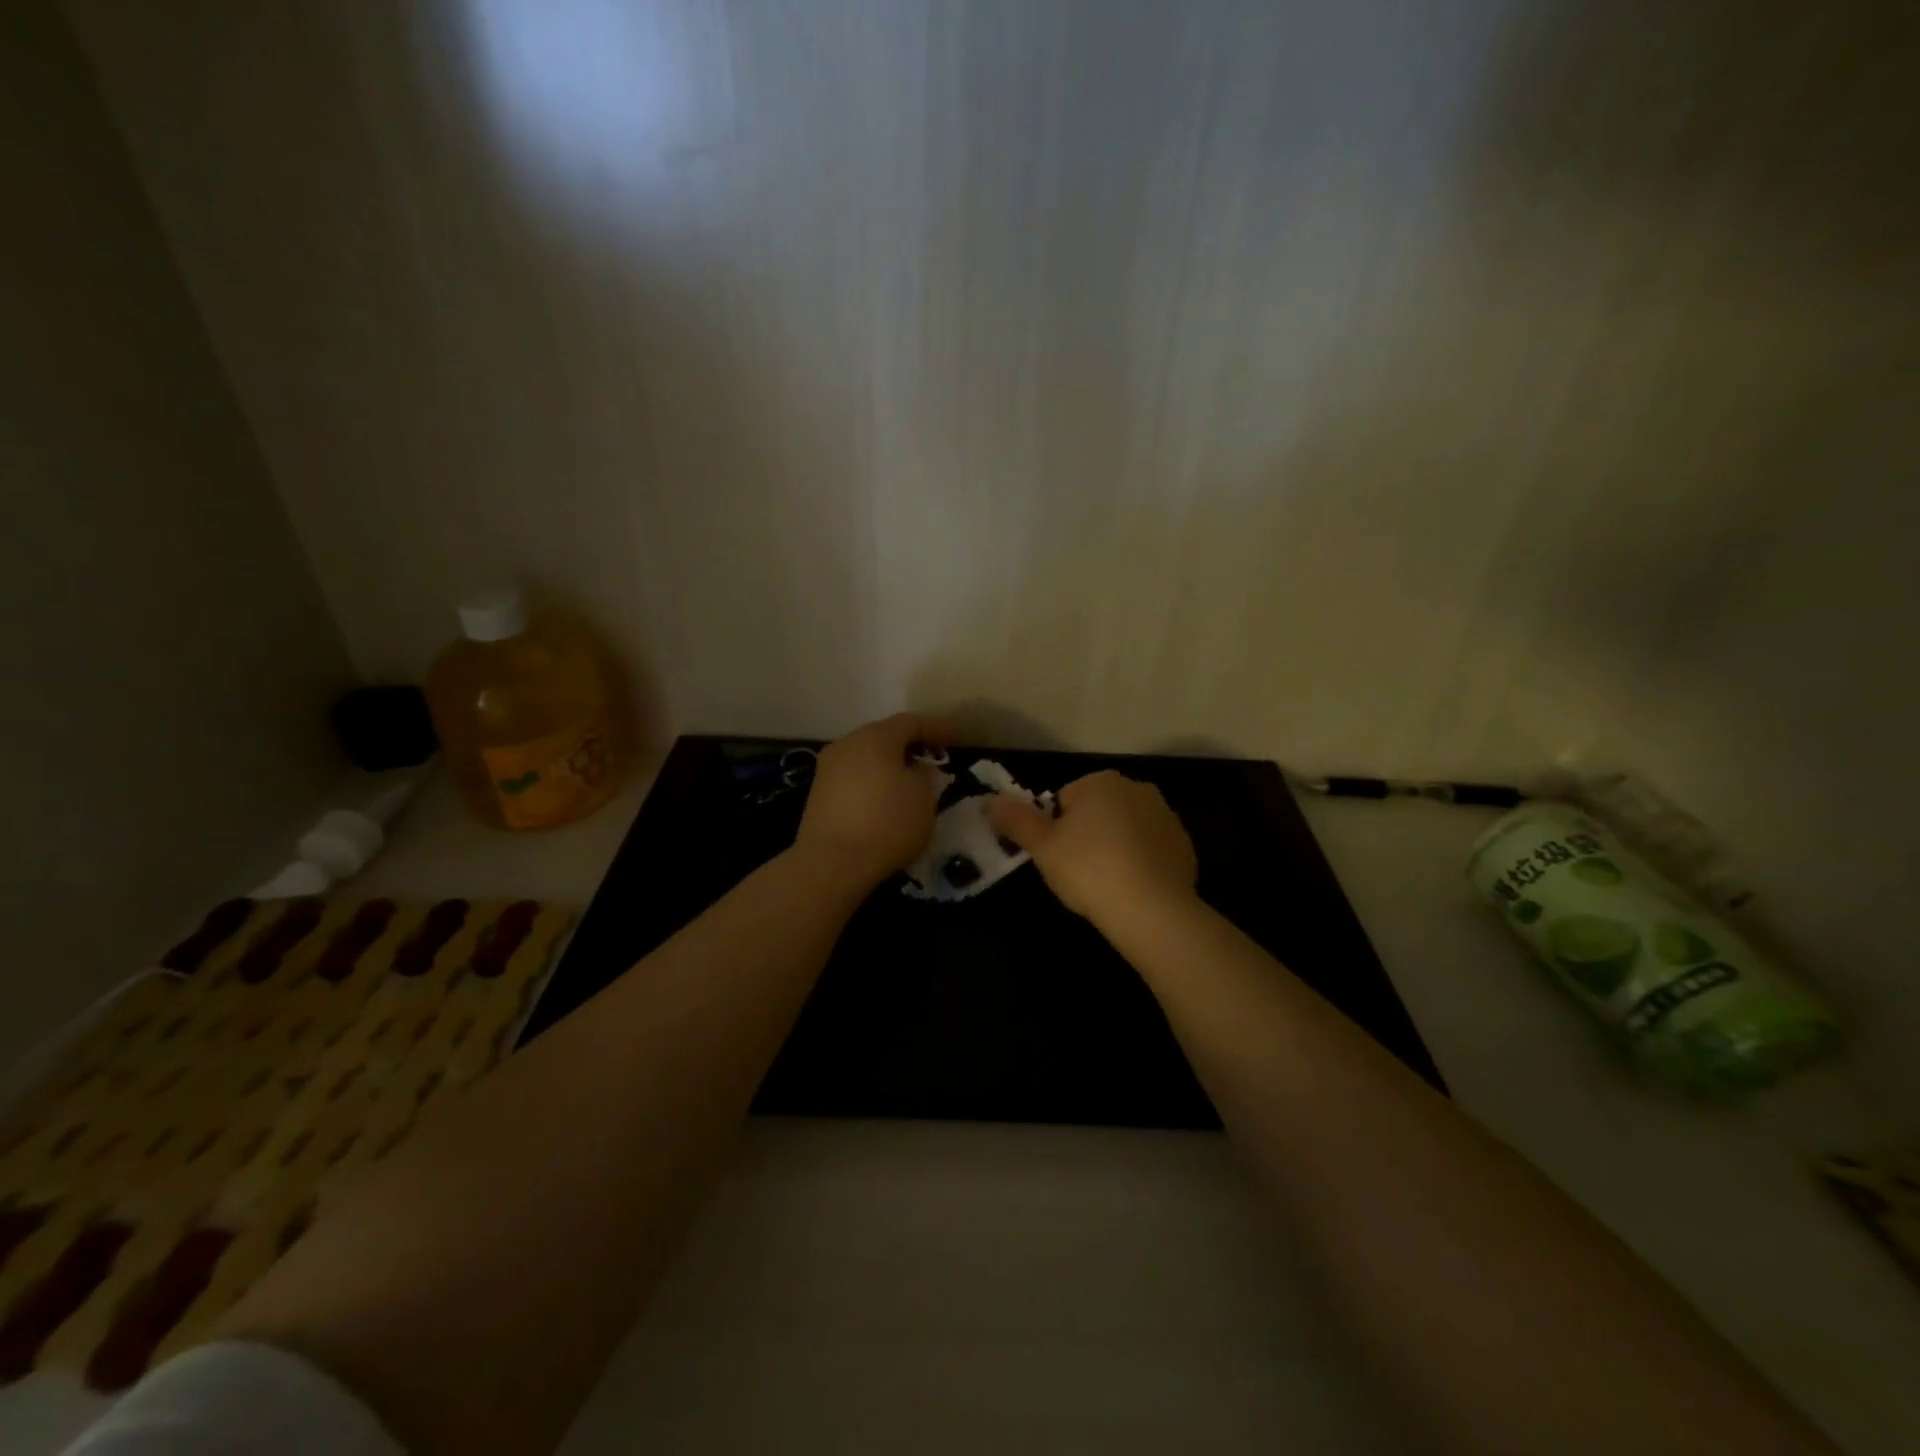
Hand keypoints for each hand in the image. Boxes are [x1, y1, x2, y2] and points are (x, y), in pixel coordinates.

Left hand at [795, 713, 954, 887]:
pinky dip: (873, 781)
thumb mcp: (924, 798)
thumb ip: (926, 775)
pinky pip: (854, 777)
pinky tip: (885, 798)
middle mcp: (847, 744)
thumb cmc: (887, 823)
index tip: (956, 738)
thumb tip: (917, 770)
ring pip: (866, 757)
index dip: (936, 728)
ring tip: (911, 780)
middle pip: (884, 736)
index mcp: (875, 737)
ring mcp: (828, 768)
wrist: (832, 862)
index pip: (911, 722)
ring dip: (890, 764)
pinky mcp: (818, 794)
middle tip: (933, 758)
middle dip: (911, 745)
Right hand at [988, 770, 1196, 922]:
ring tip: (1106, 885)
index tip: (1058, 858)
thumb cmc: (1089, 869)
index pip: (1065, 799)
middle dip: (1086, 835)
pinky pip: (1151, 850)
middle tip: (1078, 872)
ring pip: (1125, 830)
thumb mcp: (1042, 847)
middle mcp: (1137, 789)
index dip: (1055, 830)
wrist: (1152, 909)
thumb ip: (1015, 820)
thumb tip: (990, 801)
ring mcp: (1166, 816)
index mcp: (1101, 781)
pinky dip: (1140, 864)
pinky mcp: (1184, 846)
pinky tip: (1132, 890)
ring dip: (1115, 848)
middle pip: (1097, 811)